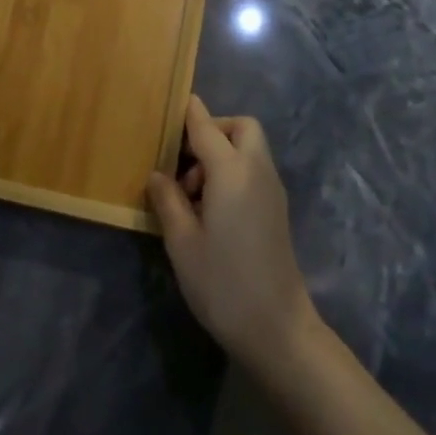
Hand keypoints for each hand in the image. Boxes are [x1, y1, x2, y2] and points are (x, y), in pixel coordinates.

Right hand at [147, 96, 319, 369]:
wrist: (278, 329)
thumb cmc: (223, 284)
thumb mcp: (182, 242)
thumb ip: (168, 200)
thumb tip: (158, 175)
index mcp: (232, 171)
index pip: (206, 126)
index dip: (187, 113)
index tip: (169, 105)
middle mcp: (257, 170)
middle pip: (241, 127)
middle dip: (212, 130)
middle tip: (182, 159)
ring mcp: (272, 190)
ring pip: (249, 148)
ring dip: (221, 153)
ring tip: (190, 193)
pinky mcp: (277, 210)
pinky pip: (254, 170)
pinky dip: (232, 171)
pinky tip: (209, 208)